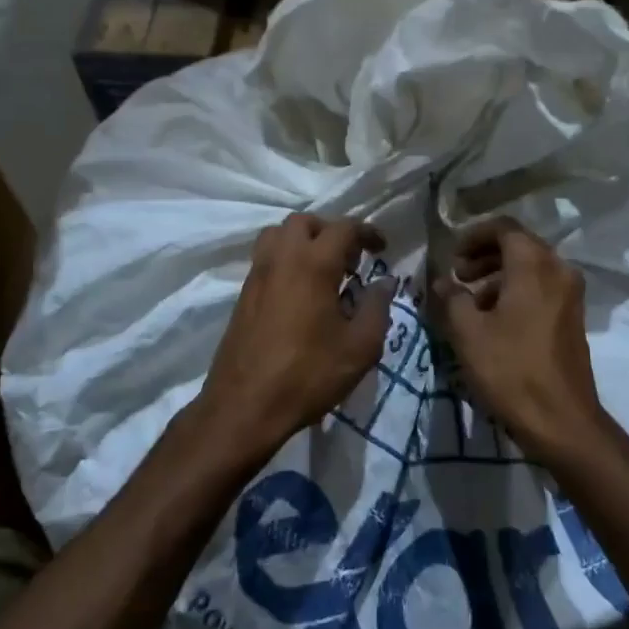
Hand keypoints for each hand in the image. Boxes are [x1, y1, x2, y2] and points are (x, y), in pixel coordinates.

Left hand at [198, 214, 395, 460]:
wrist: (244, 406)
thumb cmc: (308, 375)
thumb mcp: (359, 347)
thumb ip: (377, 308)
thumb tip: (385, 283)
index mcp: (313, 263)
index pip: (343, 228)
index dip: (367, 232)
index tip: (381, 248)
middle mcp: (281, 258)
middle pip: (305, 222)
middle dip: (330, 231)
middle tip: (349, 259)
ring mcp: (257, 275)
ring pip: (278, 234)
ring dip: (302, 240)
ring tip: (321, 269)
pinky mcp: (243, 294)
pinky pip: (265, 257)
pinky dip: (285, 258)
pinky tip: (300, 291)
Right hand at [435, 218, 604, 465]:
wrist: (562, 421)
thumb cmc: (511, 370)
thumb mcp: (468, 333)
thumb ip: (452, 298)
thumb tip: (442, 281)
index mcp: (534, 264)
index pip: (503, 228)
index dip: (473, 236)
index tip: (451, 258)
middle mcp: (558, 269)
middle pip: (518, 245)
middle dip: (484, 256)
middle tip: (458, 276)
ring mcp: (570, 294)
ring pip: (530, 268)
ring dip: (498, 276)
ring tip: (470, 302)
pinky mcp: (572, 317)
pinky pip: (541, 288)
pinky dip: (516, 291)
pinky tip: (493, 320)